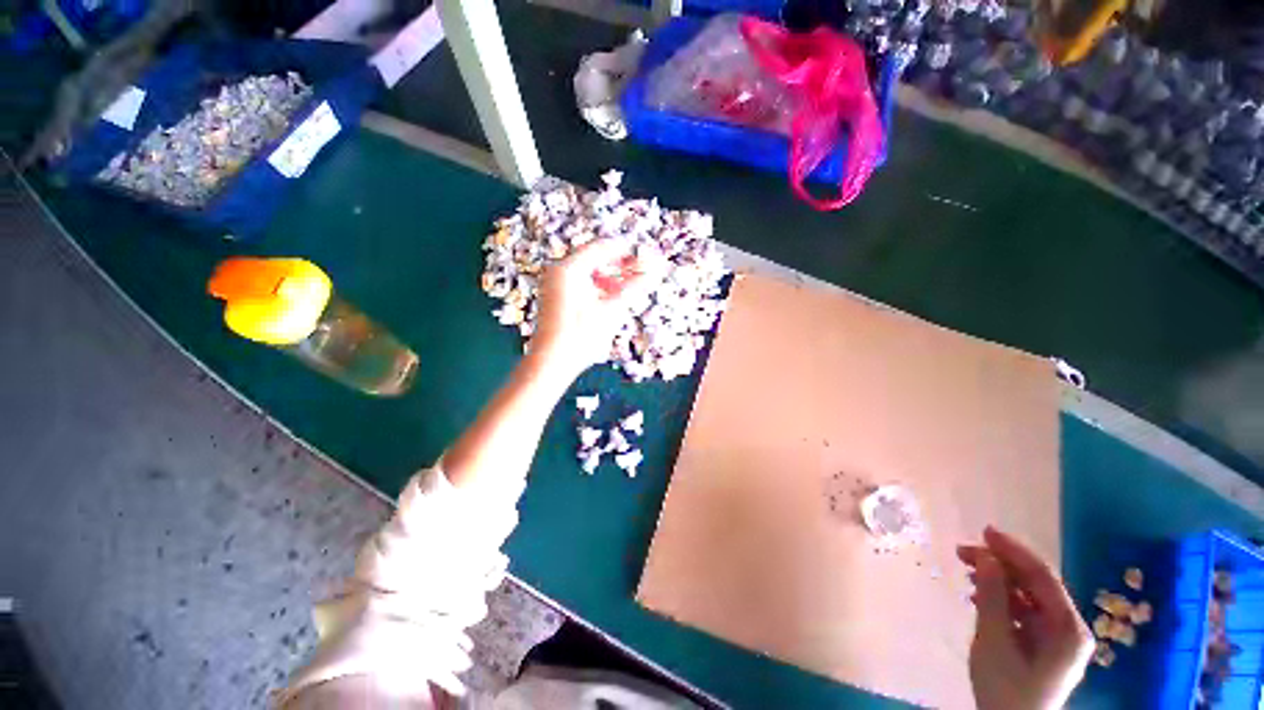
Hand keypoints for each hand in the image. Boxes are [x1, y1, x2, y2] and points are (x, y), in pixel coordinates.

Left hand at [531, 238, 664, 376]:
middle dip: (620, 264)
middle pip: (595, 258)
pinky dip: (598, 287)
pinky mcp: (556, 297)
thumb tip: (656, 272)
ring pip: (588, 272)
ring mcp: (555, 284)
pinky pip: (581, 283)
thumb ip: (633, 288)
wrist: (551, 362)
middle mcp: (559, 270)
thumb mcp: (611, 311)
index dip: (627, 250)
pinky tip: (613, 297)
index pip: (602, 247)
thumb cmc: (581, 336)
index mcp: (569, 268)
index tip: (647, 255)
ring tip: (631, 286)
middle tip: (643, 270)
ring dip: (611, 277)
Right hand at [958, 527, 1093, 709]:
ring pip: (1028, 594)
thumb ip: (993, 597)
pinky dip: (1001, 598)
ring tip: (967, 570)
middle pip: (1036, 583)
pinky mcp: (1044, 643)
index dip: (1014, 551)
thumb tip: (987, 556)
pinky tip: (978, 594)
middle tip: (963, 552)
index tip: (983, 531)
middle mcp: (1069, 627)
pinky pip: (1024, 609)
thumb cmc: (1005, 689)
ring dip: (998, 579)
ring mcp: (1058, 636)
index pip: (1043, 577)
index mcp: (1068, 629)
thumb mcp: (995, 642)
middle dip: (1000, 564)